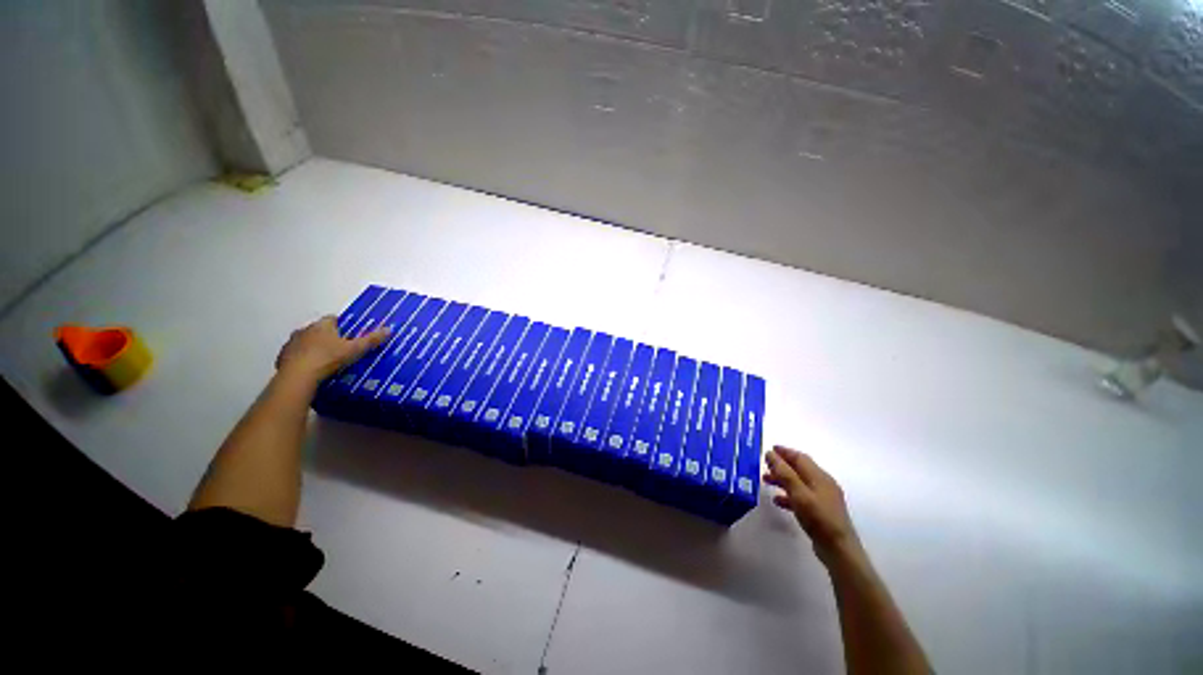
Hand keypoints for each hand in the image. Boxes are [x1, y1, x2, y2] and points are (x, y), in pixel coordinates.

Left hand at [275, 316, 389, 381]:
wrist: (298, 376)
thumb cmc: (329, 358)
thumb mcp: (355, 350)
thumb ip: (371, 340)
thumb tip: (389, 329)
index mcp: (322, 325)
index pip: (332, 318)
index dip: (342, 325)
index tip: (350, 333)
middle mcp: (305, 330)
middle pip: (318, 329)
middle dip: (327, 336)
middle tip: (340, 348)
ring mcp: (291, 343)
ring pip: (305, 341)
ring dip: (313, 347)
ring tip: (326, 360)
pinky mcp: (282, 357)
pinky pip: (295, 355)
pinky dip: (303, 359)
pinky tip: (311, 369)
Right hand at [765, 446, 860, 564]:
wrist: (838, 549)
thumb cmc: (818, 517)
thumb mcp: (798, 493)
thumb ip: (784, 473)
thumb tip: (770, 454)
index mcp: (819, 476)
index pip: (800, 457)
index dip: (784, 452)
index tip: (768, 450)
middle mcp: (823, 484)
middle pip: (799, 469)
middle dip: (781, 466)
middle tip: (764, 465)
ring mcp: (823, 498)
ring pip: (799, 483)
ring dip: (782, 480)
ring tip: (766, 481)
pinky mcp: (821, 511)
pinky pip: (801, 497)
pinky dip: (788, 495)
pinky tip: (778, 501)